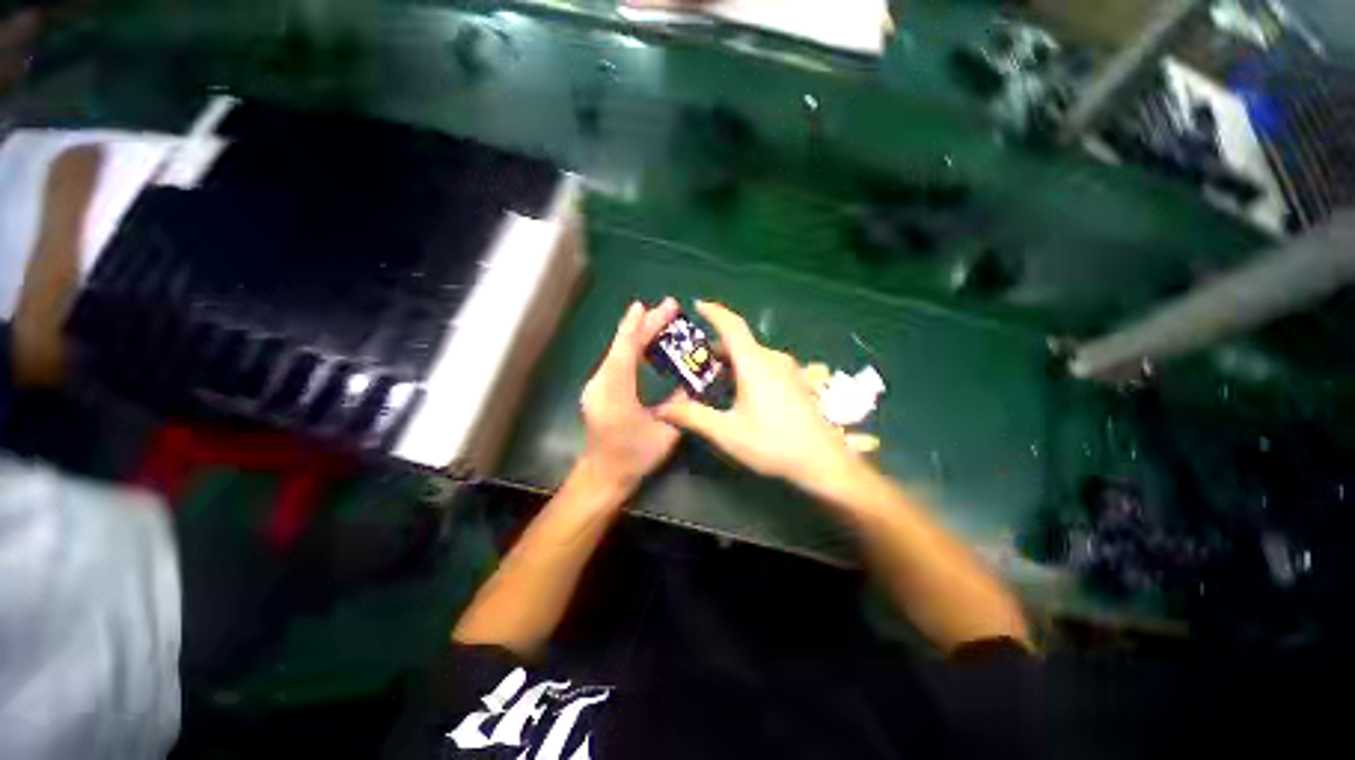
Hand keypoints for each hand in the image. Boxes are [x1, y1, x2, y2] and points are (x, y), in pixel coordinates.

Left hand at [577, 297, 683, 492]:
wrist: (603, 475)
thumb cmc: (635, 457)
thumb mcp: (665, 432)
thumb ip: (679, 402)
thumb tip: (695, 379)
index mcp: (615, 393)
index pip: (627, 351)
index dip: (640, 326)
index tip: (653, 305)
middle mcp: (600, 383)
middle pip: (621, 346)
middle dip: (644, 324)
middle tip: (667, 307)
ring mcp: (596, 385)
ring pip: (617, 351)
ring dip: (637, 333)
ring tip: (659, 318)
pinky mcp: (598, 389)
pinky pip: (615, 360)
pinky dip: (631, 346)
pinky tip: (644, 340)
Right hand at [657, 300, 862, 489]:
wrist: (824, 462)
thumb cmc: (773, 443)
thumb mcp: (727, 432)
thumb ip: (693, 417)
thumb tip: (661, 409)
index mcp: (755, 363)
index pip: (731, 325)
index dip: (714, 312)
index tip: (697, 304)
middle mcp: (773, 359)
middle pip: (740, 343)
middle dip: (715, 348)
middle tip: (694, 362)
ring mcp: (788, 370)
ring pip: (753, 355)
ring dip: (731, 361)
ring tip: (712, 379)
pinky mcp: (796, 382)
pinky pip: (765, 366)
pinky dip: (746, 370)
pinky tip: (739, 393)